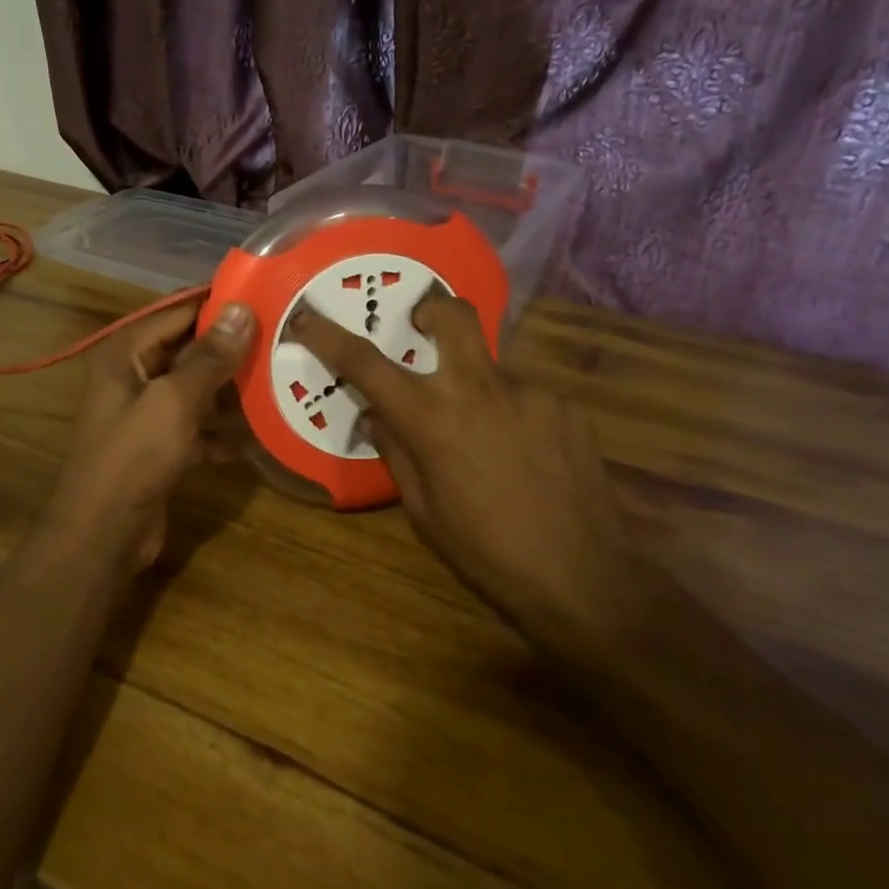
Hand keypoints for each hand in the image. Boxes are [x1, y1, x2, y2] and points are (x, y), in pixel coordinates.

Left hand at [43, 300, 256, 571]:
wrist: (104, 532)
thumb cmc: (134, 456)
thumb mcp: (175, 400)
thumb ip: (209, 356)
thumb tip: (240, 309)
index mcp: (126, 354)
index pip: (177, 312)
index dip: (217, 303)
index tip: (264, 294)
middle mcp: (133, 376)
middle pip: (187, 350)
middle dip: (230, 347)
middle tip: (281, 337)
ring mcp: (145, 414)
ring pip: (195, 389)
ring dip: (230, 389)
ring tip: (279, 378)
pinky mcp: (158, 447)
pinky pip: (196, 427)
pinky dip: (220, 430)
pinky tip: (257, 433)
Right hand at [290, 294, 639, 650]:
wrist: (581, 577)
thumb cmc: (485, 551)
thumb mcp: (424, 510)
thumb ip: (397, 452)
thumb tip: (379, 416)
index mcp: (432, 417)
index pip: (366, 363)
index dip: (329, 336)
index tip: (307, 317)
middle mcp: (480, 388)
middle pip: (453, 315)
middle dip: (431, 311)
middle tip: (421, 330)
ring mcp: (530, 392)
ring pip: (490, 366)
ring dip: (475, 387)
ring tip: (486, 440)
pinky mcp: (566, 407)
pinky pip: (524, 397)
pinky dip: (511, 414)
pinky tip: (523, 457)